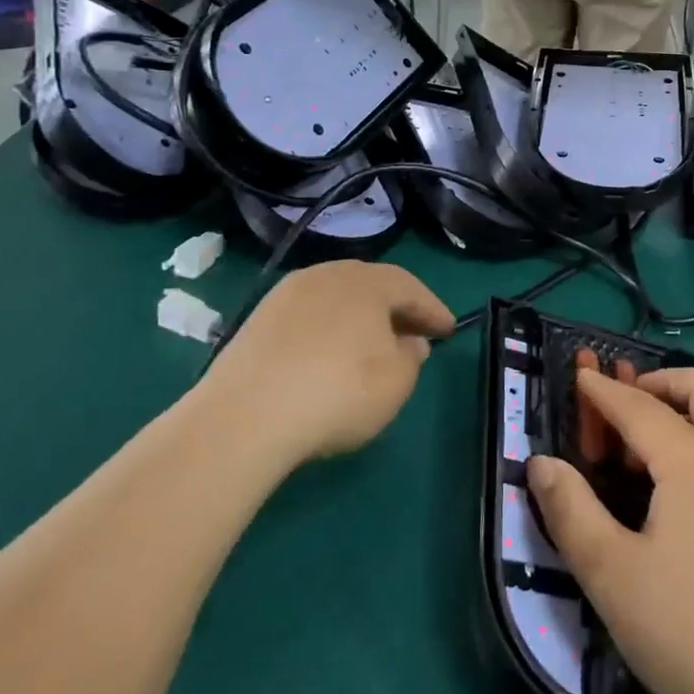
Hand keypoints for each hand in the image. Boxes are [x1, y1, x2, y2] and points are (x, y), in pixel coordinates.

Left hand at [206, 261, 453, 464]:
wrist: (244, 417)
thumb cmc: (338, 392)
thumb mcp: (396, 382)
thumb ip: (411, 357)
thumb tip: (408, 342)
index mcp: (366, 282)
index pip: (410, 288)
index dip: (432, 310)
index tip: (448, 330)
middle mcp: (326, 275)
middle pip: (371, 286)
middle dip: (395, 310)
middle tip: (412, 334)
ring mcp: (286, 295)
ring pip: (336, 300)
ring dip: (358, 319)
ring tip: (369, 347)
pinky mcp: (256, 321)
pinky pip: (306, 318)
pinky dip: (326, 332)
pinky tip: (326, 358)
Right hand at [527, 368, 693, 693]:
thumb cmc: (693, 629)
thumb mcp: (612, 576)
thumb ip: (571, 512)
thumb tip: (541, 463)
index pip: (639, 407)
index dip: (605, 392)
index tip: (581, 375)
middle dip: (662, 382)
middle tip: (629, 405)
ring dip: (692, 408)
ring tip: (656, 447)